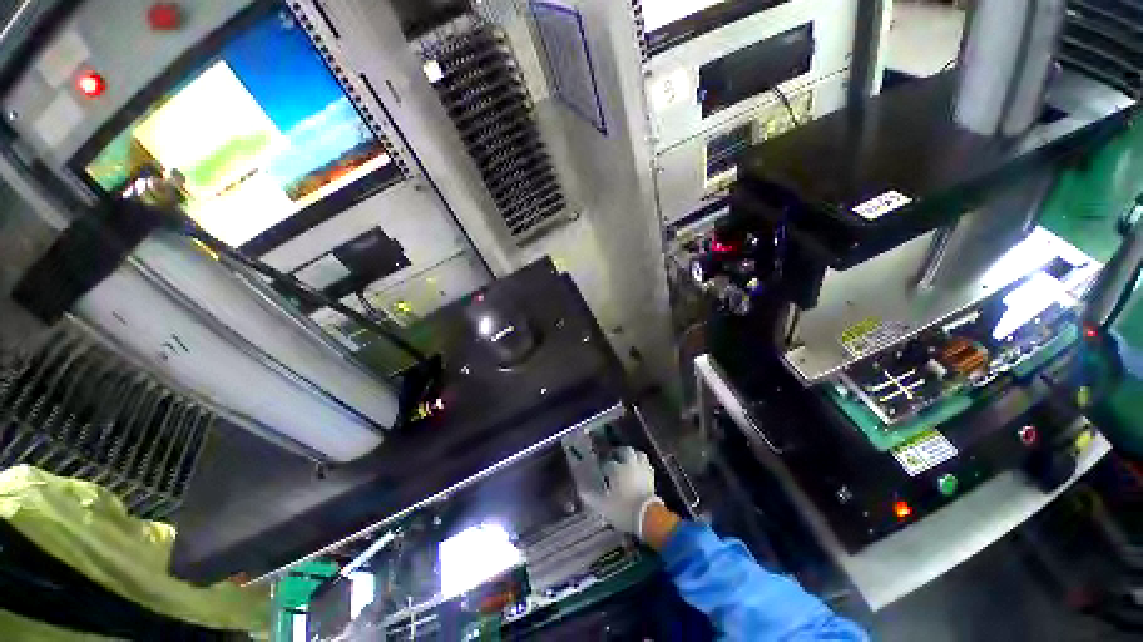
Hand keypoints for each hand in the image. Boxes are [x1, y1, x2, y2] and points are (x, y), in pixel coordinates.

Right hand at [581, 447, 662, 539]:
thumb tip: (582, 490)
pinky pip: (647, 465)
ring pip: (639, 455)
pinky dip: (641, 465)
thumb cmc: (622, 510)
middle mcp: (631, 466)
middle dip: (618, 453)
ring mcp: (643, 471)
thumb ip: (591, 496)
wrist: (647, 516)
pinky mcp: (652, 478)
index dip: (602, 466)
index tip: (598, 471)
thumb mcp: (602, 505)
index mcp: (617, 470)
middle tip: (612, 458)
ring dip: (632, 456)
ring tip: (626, 462)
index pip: (607, 463)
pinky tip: (637, 472)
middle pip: (626, 451)